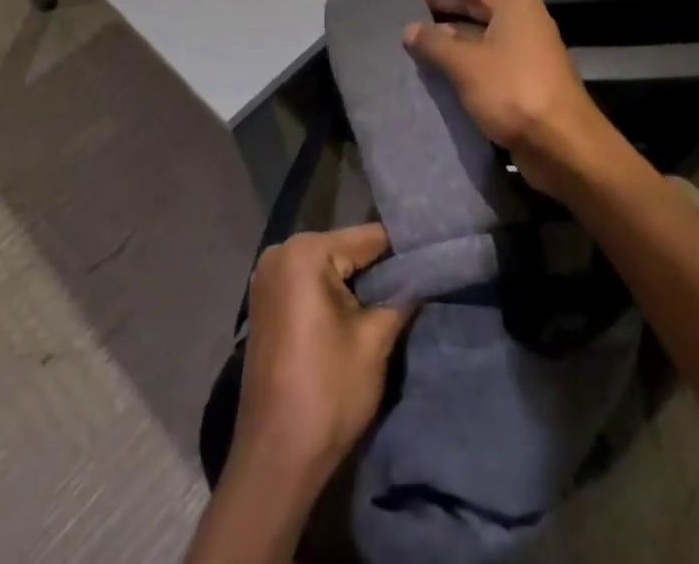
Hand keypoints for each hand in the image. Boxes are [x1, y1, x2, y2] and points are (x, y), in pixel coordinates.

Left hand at [233, 223, 412, 486]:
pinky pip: (309, 284)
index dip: (404, 250)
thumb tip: (425, 273)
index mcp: (305, 252)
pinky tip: (359, 311)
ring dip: (358, 282)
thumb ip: (402, 296)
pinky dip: (334, 294)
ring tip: (396, 296)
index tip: (433, 257)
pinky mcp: (265, 303)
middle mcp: (281, 253)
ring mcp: (268, 278)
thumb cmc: (327, 393)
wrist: (274, 462)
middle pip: (346, 249)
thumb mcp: (376, 341)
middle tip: (417, 280)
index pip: (368, 238)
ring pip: (329, 266)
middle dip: (379, 267)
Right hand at [403, 0, 623, 196]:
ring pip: (480, 29)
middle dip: (442, 1)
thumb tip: (409, 29)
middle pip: (475, 0)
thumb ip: (435, 43)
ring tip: (415, 32)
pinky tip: (438, 62)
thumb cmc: (514, 91)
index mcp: (513, 1)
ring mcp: (525, 45)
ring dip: (450, 30)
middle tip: (407, 3)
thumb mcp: (466, 64)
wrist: (563, 143)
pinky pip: (486, 52)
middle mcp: (522, 16)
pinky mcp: (524, 73)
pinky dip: (462, 53)